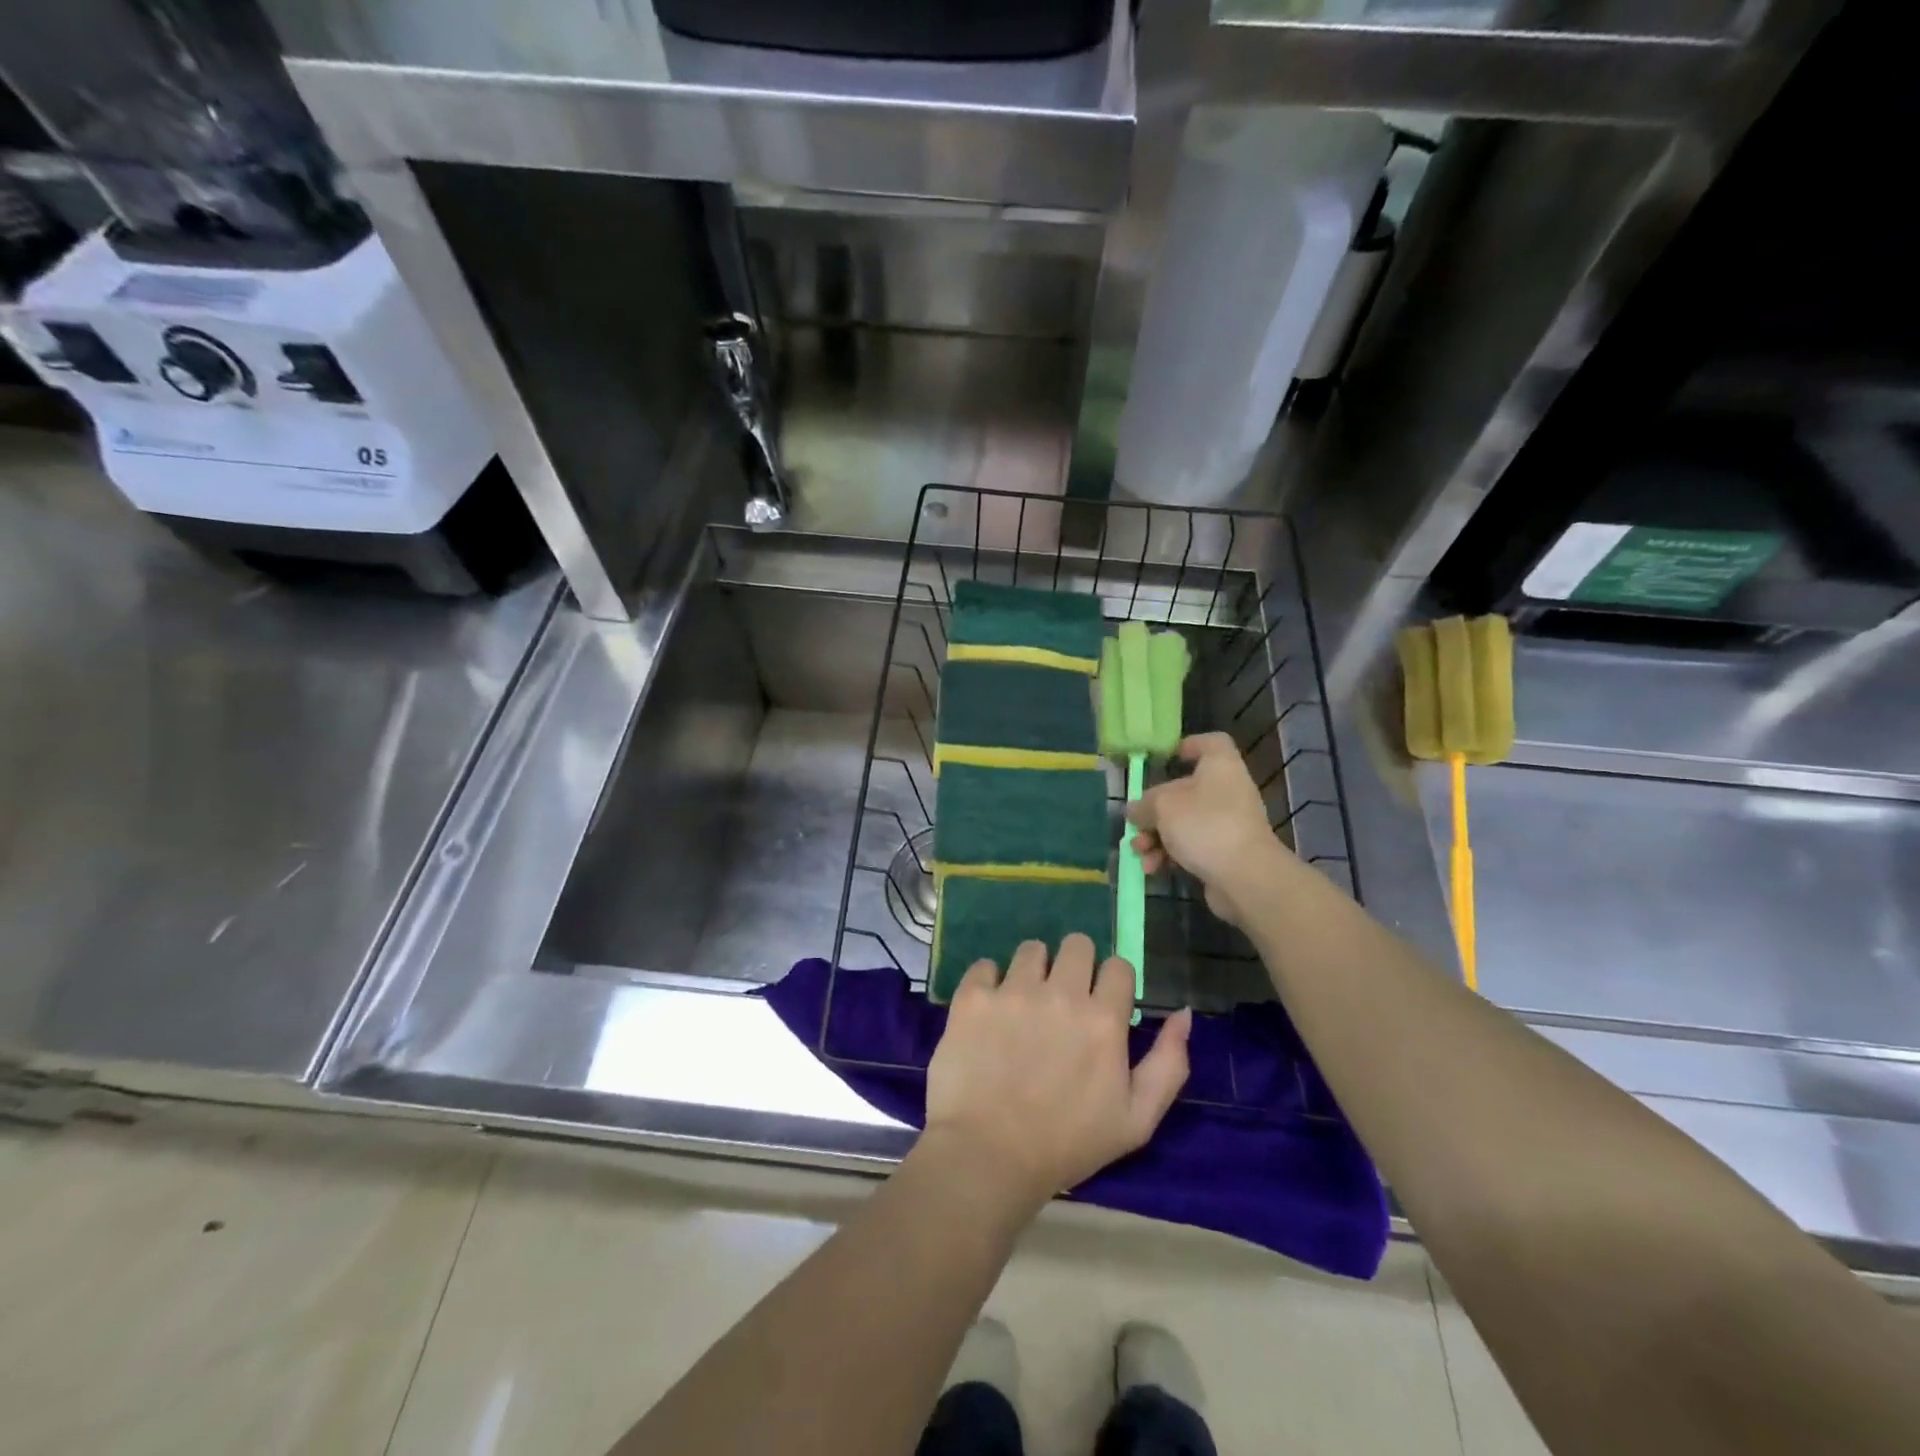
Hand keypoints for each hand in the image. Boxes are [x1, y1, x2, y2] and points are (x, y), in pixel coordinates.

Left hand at [922, 935, 1190, 1209]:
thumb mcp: (1137, 1120)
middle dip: (1076, 965)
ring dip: (1034, 970)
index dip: (1113, 984)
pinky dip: (989, 982)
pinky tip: (990, 1011)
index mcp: (1103, 1019)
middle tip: (1063, 999)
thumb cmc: (1068, 1144)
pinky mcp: (973, 997)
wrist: (988, 1157)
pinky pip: (985, 965)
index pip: (1118, 965)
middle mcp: (1060, 994)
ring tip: (1024, 1004)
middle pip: (1077, 943)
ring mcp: (1013, 992)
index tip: (1102, 1006)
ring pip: (1032, 949)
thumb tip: (1182, 1013)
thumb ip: (1169, 1064)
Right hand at [1128, 732, 1291, 927]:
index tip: (1167, 758)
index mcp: (1220, 767)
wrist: (1245, 877)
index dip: (1190, 745)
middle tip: (1136, 826)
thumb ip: (1144, 804)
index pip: (1212, 743)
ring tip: (1140, 853)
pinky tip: (1153, 869)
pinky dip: (1170, 855)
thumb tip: (1136, 811)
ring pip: (1182, 823)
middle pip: (1184, 791)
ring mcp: (1227, 824)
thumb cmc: (1205, 825)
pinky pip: (1190, 847)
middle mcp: (1227, 791)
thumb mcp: (1163, 807)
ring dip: (1156, 838)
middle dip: (1154, 812)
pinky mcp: (1224, 853)